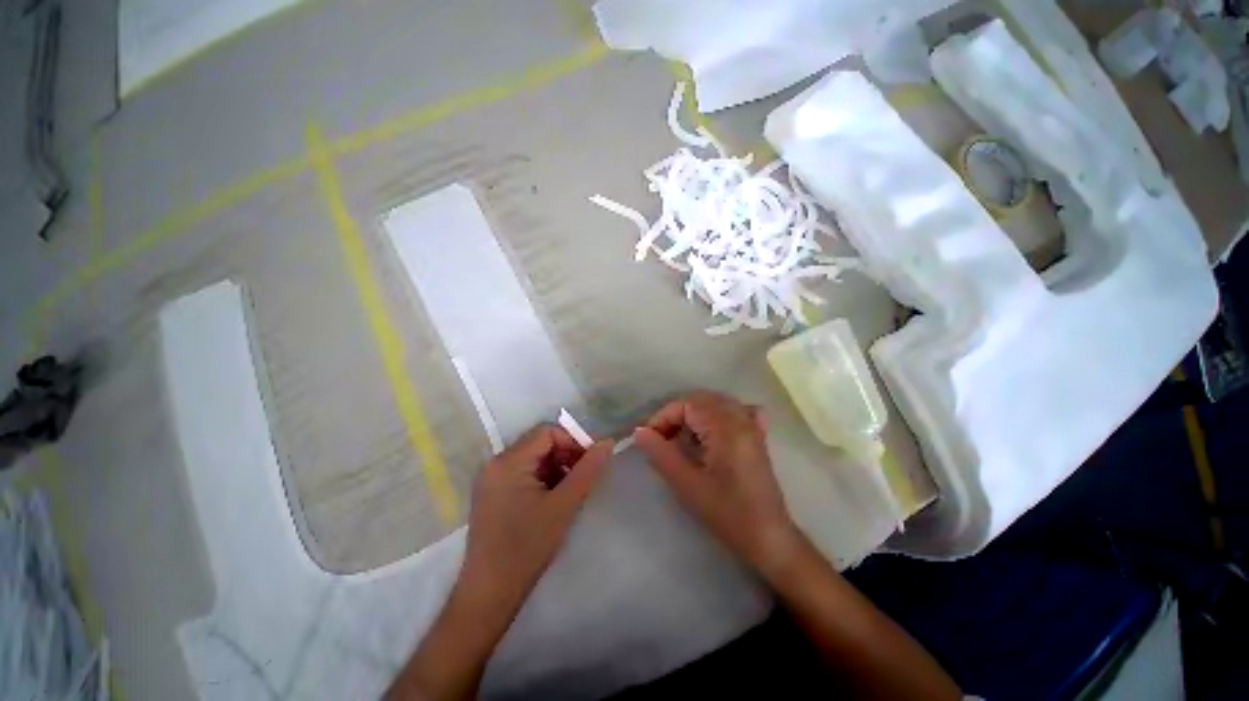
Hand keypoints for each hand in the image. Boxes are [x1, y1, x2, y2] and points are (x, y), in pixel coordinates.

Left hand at [457, 425, 613, 610]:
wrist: (489, 594)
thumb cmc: (528, 547)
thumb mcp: (564, 505)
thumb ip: (588, 469)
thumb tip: (607, 442)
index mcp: (509, 461)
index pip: (548, 432)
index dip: (573, 442)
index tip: (590, 462)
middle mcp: (496, 463)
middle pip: (539, 442)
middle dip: (565, 455)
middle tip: (583, 477)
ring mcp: (491, 479)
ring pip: (533, 458)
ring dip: (555, 467)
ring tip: (569, 491)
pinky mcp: (492, 493)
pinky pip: (523, 472)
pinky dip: (542, 478)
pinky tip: (552, 500)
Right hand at [634, 391, 801, 578]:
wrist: (769, 538)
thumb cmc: (727, 513)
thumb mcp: (687, 484)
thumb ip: (661, 454)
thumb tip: (639, 432)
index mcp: (725, 427)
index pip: (687, 404)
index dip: (663, 417)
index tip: (650, 439)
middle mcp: (740, 418)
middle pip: (701, 400)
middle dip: (677, 415)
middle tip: (662, 439)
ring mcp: (752, 426)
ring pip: (716, 404)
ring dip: (694, 416)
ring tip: (682, 440)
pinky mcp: (757, 437)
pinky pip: (735, 412)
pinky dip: (717, 416)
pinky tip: (711, 432)